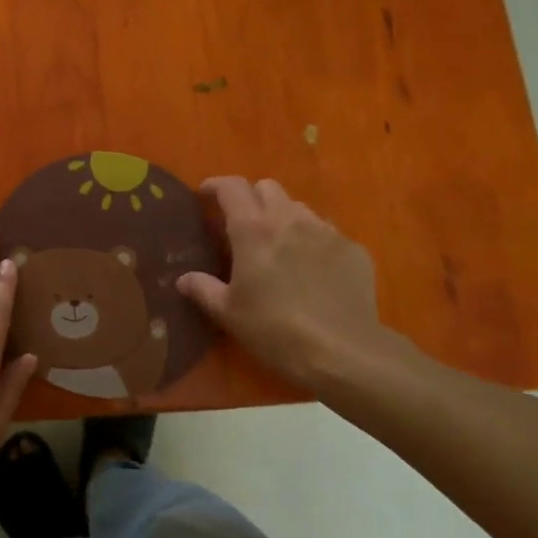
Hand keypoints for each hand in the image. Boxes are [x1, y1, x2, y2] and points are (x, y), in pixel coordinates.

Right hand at [176, 177, 407, 389]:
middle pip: (267, 187)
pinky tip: (313, 270)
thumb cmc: (275, 330)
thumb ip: (203, 289)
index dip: (216, 185)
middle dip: (252, 198)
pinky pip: (328, 232)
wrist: (343, 352)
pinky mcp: (353, 249)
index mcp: (253, 230)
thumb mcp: (229, 313)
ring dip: (283, 217)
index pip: (232, 187)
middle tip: (244, 225)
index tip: (206, 195)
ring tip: (280, 246)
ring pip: (298, 207)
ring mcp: (326, 231)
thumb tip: (183, 279)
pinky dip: (314, 241)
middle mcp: (289, 219)